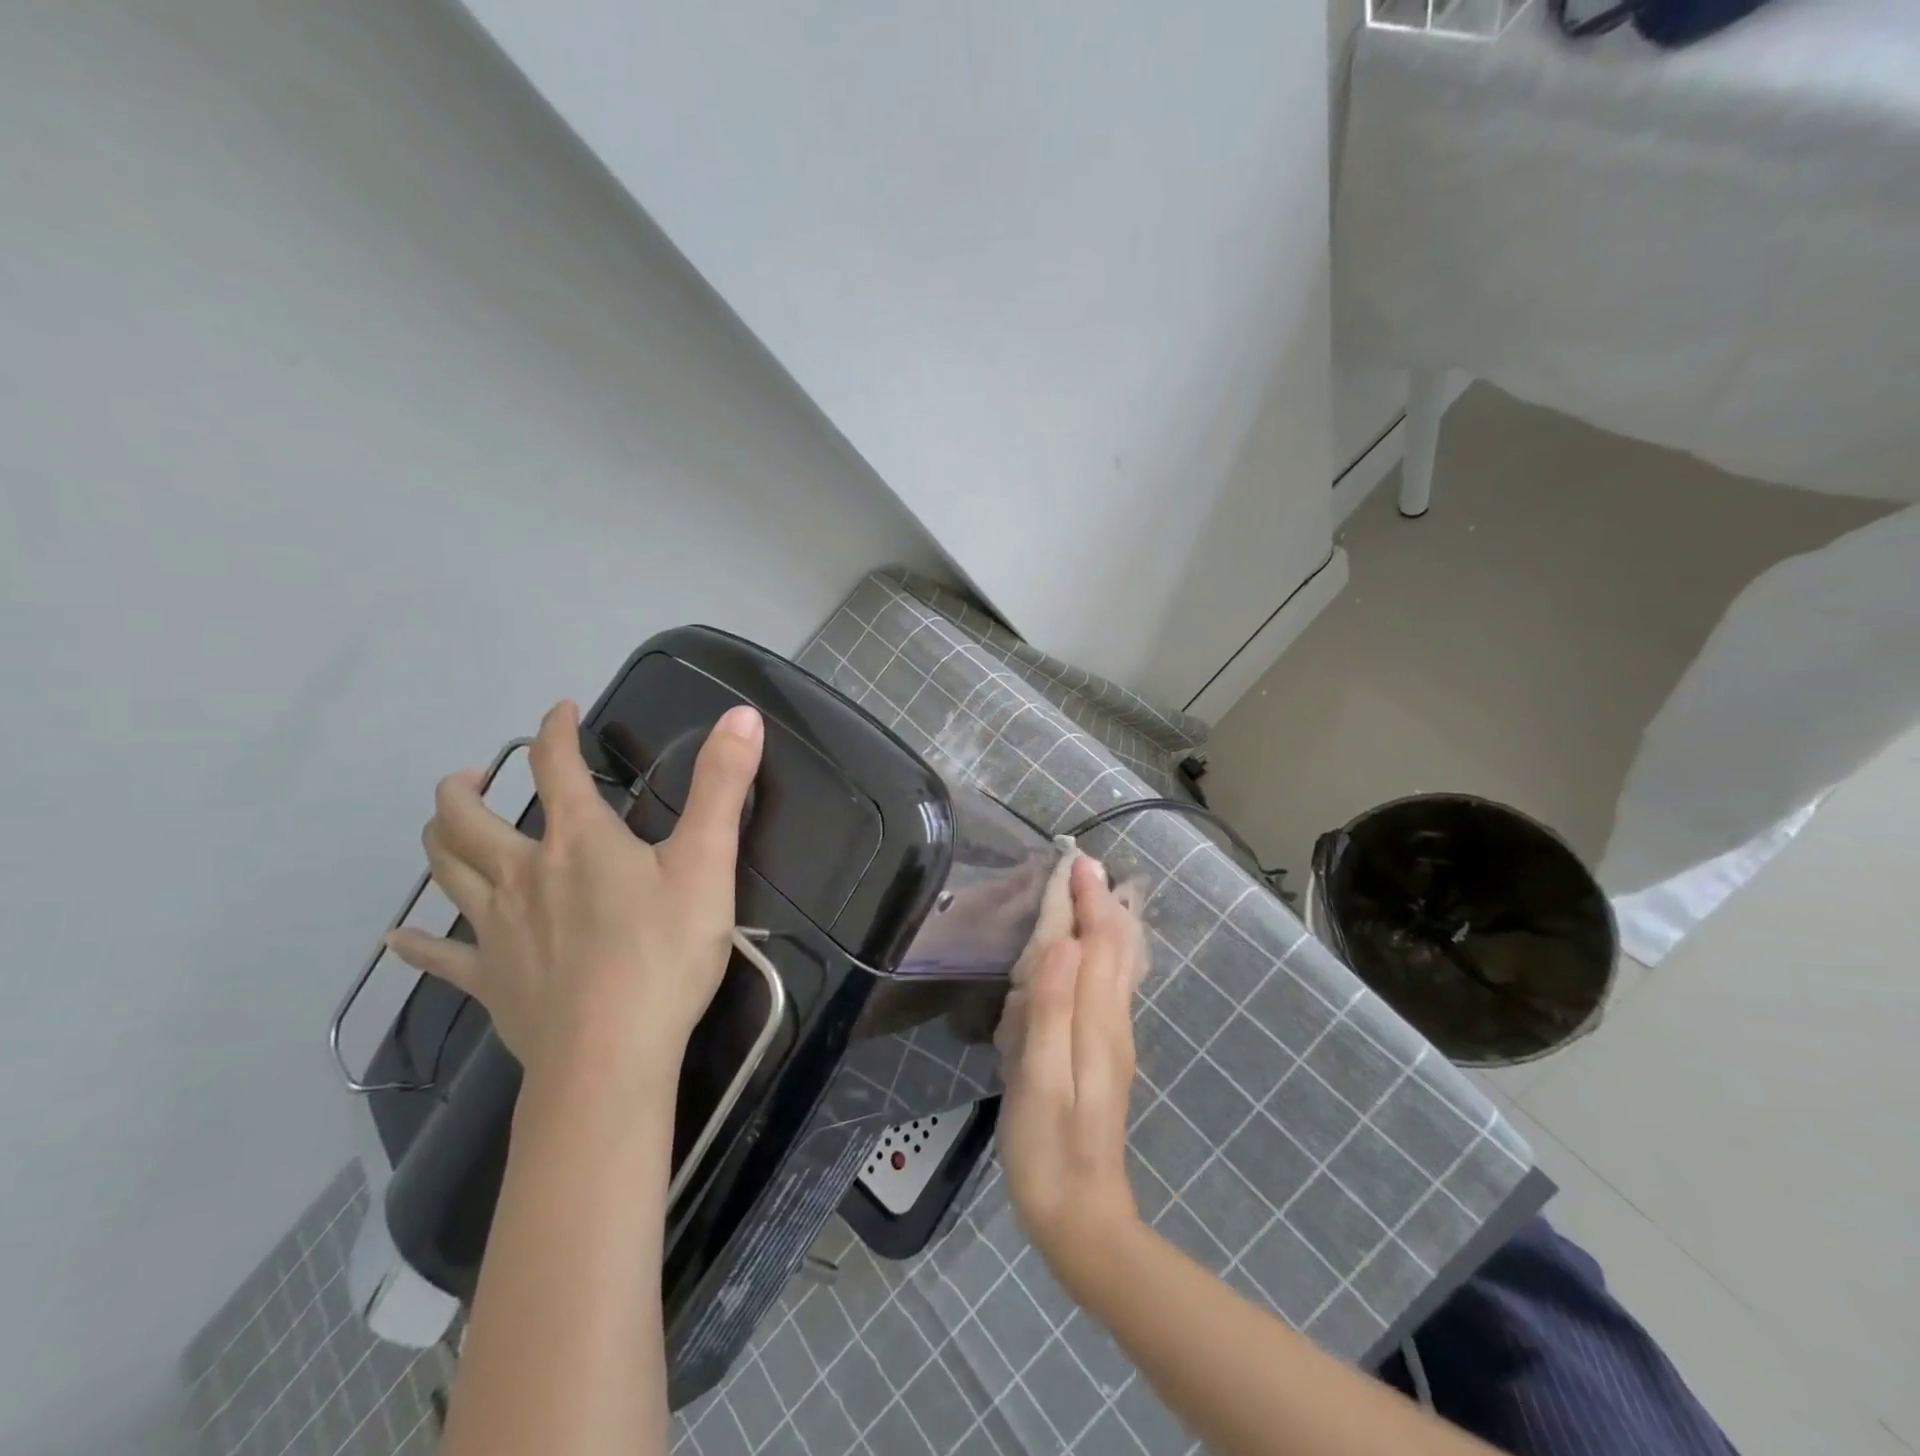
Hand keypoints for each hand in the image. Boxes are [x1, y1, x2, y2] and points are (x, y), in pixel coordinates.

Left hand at [386, 699, 763, 1085]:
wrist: (611, 1055)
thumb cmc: (666, 952)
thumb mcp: (708, 861)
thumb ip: (724, 785)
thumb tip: (742, 714)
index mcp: (579, 840)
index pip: (555, 766)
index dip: (555, 731)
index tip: (559, 711)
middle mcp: (525, 873)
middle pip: (470, 820)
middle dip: (466, 789)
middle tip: (468, 776)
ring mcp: (498, 929)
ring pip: (447, 873)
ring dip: (439, 840)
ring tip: (441, 824)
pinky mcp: (490, 981)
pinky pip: (441, 957)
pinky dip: (416, 944)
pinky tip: (398, 939)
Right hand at [998, 856, 1147, 1290]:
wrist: (1082, 1217)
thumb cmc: (1048, 1146)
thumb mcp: (1038, 1078)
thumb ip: (1052, 1008)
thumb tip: (1062, 942)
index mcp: (1095, 1019)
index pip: (1093, 942)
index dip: (1083, 899)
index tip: (1074, 859)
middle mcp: (1112, 1019)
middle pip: (1114, 946)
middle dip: (1101, 902)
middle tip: (1085, 865)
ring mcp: (1113, 1038)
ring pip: (1119, 965)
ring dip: (1108, 922)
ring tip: (1100, 892)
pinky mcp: (1105, 1054)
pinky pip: (1112, 986)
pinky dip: (1108, 954)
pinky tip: (1099, 954)